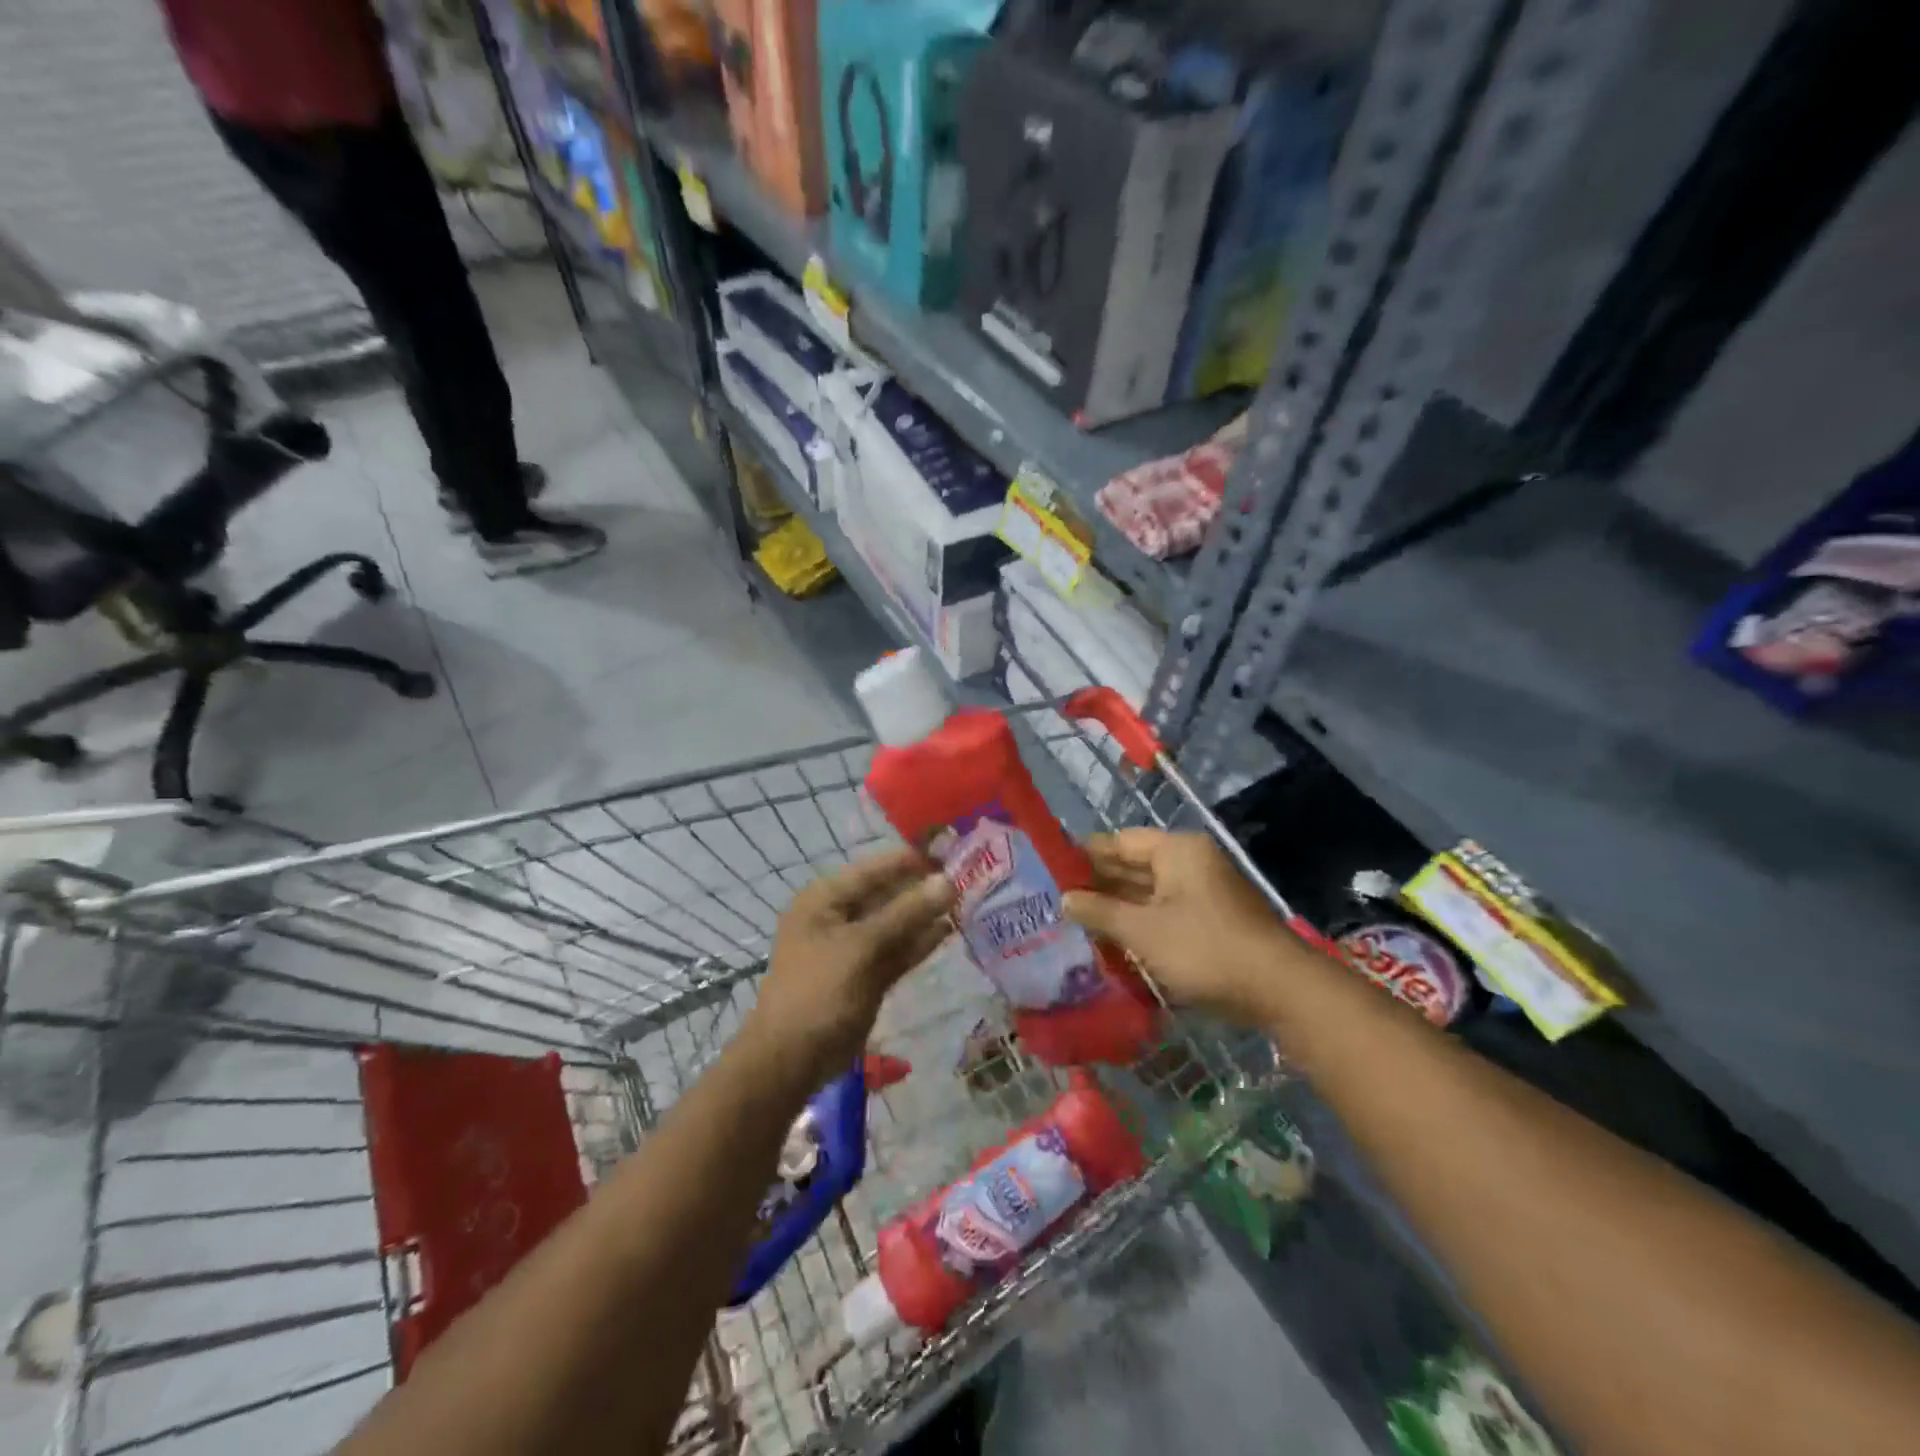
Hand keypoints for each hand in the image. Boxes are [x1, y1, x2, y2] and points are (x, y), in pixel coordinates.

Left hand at [745, 848, 955, 1088]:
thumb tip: (947, 881)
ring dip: (925, 915)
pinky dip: (919, 942)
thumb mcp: (862, 946)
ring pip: (895, 923)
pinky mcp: (867, 974)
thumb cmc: (819, 991)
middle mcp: (839, 916)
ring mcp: (853, 947)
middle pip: (887, 893)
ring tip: (966, 902)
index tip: (953, 853)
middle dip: (923, 888)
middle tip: (967, 879)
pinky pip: (896, 950)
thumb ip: (906, 913)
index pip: (876, 868)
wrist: (791, 1060)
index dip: (912, 860)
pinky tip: (948, 930)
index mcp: (826, 898)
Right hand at [1064, 830, 1304, 1026]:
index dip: (1085, 854)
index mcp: (1176, 851)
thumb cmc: (1204, 948)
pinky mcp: (1211, 921)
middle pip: (1135, 866)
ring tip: (1076, 920)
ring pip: (1149, 892)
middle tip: (1057, 898)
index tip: (1052, 868)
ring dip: (1118, 906)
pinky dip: (1140, 923)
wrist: (1278, 989)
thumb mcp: (1143, 931)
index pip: (1120, 842)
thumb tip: (1065, 899)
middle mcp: (1191, 863)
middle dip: (1099, 883)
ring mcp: (1204, 893)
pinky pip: (1165, 913)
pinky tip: (1113, 939)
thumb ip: (1101, 912)